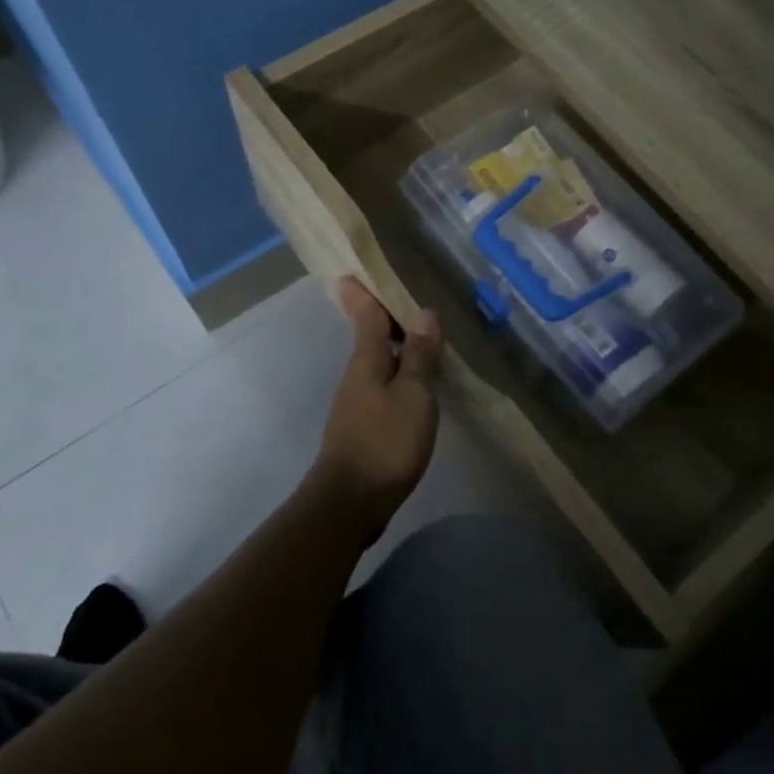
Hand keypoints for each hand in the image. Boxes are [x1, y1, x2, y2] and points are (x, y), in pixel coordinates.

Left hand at [309, 277, 442, 532]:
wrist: (350, 502)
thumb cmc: (385, 442)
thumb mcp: (413, 395)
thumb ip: (419, 355)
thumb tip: (424, 313)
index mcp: (367, 360)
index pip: (366, 316)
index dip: (362, 293)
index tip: (351, 272)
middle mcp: (358, 375)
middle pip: (371, 337)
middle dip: (384, 317)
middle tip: (405, 298)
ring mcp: (357, 403)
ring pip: (378, 363)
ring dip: (396, 347)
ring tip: (421, 338)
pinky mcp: (363, 427)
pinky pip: (383, 387)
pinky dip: (398, 375)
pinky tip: (416, 385)